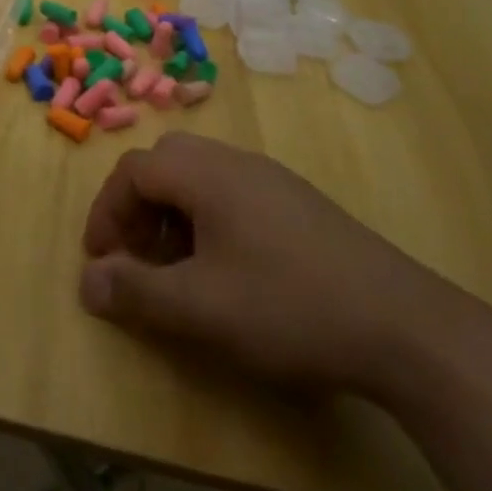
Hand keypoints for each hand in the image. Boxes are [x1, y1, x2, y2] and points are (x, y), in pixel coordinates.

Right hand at [79, 134, 459, 397]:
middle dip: (138, 208)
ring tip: (177, 270)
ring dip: (172, 216)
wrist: (404, 327)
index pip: (134, 169)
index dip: (106, 212)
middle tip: (136, 257)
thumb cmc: (288, 307)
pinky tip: (227, 272)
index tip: (101, 261)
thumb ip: (135, 292)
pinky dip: (208, 223)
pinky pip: (233, 196)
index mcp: (207, 174)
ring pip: (200, 179)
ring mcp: (273, 181)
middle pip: (166, 164)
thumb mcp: (199, 308)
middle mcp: (237, 163)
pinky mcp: (300, 205)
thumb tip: (87, 282)